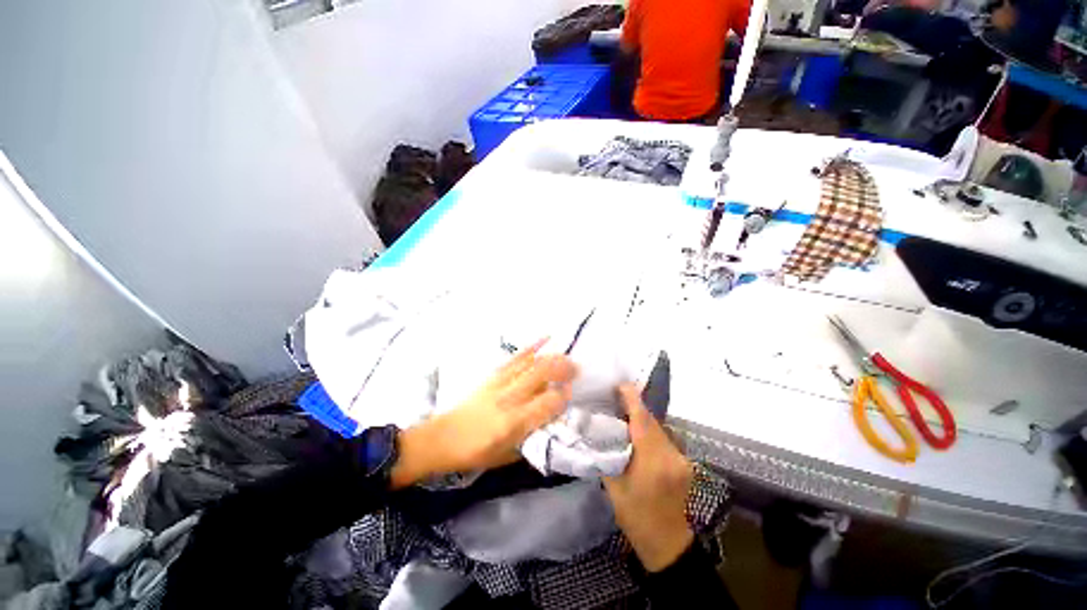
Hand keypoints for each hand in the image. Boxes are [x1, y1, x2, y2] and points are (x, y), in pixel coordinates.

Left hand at [391, 340, 576, 487]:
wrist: (442, 438)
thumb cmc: (475, 452)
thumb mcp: (507, 456)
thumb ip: (531, 439)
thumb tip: (550, 420)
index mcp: (514, 423)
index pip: (547, 403)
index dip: (563, 396)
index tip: (571, 392)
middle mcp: (510, 399)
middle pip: (541, 375)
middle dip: (562, 369)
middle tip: (576, 369)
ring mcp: (500, 383)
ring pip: (531, 364)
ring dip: (551, 358)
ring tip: (566, 356)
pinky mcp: (493, 376)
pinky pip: (515, 358)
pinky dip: (531, 347)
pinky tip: (545, 339)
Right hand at [604, 384, 694, 571]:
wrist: (667, 543)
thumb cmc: (635, 517)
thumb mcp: (614, 487)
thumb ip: (606, 455)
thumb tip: (597, 431)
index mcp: (652, 462)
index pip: (643, 420)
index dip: (632, 399)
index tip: (620, 384)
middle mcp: (671, 456)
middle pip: (652, 421)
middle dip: (634, 407)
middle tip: (615, 399)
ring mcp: (681, 459)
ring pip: (659, 428)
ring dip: (642, 419)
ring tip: (624, 415)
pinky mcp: (684, 462)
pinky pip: (664, 438)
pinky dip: (650, 431)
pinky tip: (639, 435)